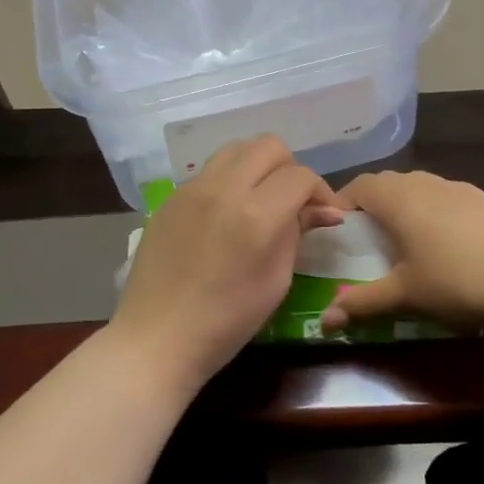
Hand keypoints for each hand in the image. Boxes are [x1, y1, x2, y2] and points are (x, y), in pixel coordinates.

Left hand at [110, 136, 343, 388]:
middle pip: (269, 146)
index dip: (320, 190)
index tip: (324, 213)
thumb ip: (298, 233)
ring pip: (236, 149)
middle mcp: (223, 189)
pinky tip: (227, 213)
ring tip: (261, 198)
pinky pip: (209, 171)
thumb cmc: (226, 321)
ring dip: (257, 165)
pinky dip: (229, 180)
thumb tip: (326, 210)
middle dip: (290, 168)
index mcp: (256, 214)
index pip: (300, 176)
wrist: (157, 338)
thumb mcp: (276, 281)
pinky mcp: (171, 197)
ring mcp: (192, 189)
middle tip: (293, 201)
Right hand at [321, 171, 483, 333]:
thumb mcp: (406, 295)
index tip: (335, 229)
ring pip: (420, 188)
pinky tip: (445, 245)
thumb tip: (324, 321)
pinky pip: (445, 198)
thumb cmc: (458, 282)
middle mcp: (426, 184)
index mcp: (400, 199)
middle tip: (365, 239)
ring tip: (403, 242)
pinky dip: (433, 213)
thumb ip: (363, 303)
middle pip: (389, 184)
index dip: (342, 202)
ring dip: (404, 207)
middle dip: (372, 206)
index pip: (360, 185)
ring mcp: (459, 189)